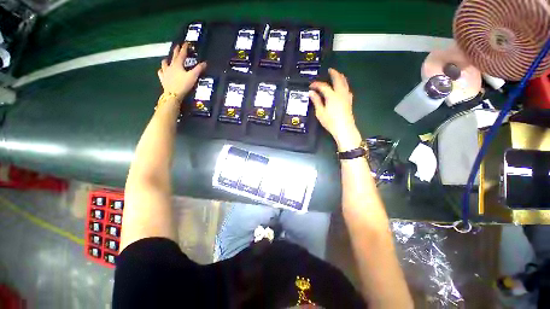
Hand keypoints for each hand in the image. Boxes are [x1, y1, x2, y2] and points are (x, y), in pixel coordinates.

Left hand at [158, 43, 206, 99]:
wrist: (173, 94)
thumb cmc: (183, 85)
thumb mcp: (193, 76)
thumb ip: (199, 69)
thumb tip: (205, 63)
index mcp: (178, 64)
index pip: (182, 54)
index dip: (184, 48)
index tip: (186, 43)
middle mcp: (170, 66)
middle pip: (173, 56)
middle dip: (176, 51)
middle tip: (177, 46)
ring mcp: (165, 72)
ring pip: (164, 63)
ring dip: (167, 60)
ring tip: (167, 59)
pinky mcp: (163, 79)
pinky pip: (161, 72)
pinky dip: (162, 70)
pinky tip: (162, 70)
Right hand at [310, 68, 361, 151]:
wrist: (344, 129)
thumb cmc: (330, 122)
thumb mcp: (320, 112)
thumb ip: (316, 101)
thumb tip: (311, 92)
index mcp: (332, 96)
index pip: (323, 86)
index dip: (317, 84)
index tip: (311, 85)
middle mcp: (340, 93)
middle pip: (338, 79)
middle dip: (334, 73)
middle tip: (330, 70)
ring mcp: (346, 96)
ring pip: (345, 83)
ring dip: (340, 77)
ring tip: (337, 74)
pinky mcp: (349, 101)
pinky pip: (347, 88)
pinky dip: (344, 84)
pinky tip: (343, 86)